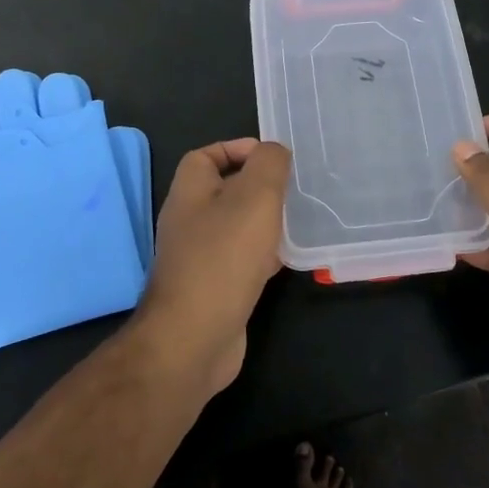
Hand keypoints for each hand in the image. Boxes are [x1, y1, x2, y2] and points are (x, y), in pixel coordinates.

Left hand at [131, 139, 288, 396]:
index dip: (237, 149)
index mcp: (190, 191)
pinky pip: (241, 260)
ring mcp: (199, 256)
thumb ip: (268, 165)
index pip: (207, 155)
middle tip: (294, 189)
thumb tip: (273, 151)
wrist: (195, 338)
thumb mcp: (255, 197)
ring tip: (299, 220)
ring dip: (265, 222)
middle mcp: (189, 220)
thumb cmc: (224, 257)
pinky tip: (289, 260)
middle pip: (225, 191)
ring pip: (236, 226)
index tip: (273, 157)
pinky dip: (264, 255)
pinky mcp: (213, 288)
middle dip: (259, 187)